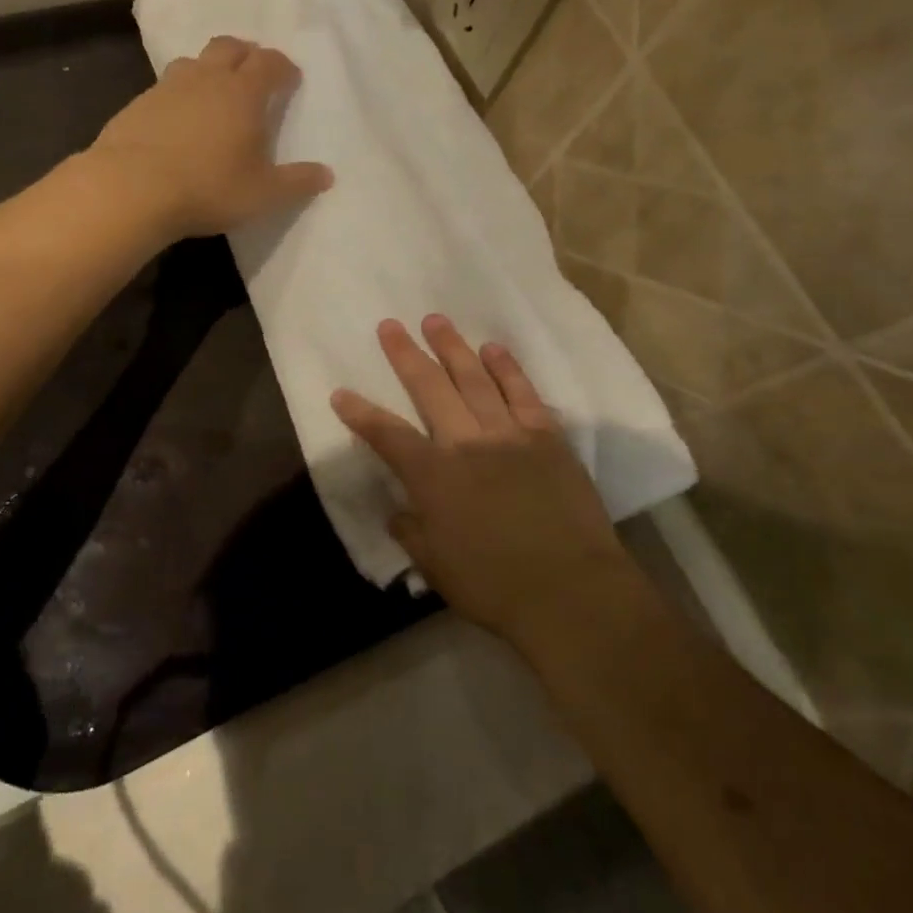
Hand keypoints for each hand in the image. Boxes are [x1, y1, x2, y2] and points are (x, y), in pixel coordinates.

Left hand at [89, 36, 333, 239]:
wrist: (132, 189)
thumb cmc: (209, 187)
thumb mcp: (263, 194)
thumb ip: (297, 182)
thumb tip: (327, 175)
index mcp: (243, 93)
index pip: (269, 63)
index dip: (283, 67)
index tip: (290, 79)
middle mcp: (206, 78)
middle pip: (230, 47)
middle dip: (246, 54)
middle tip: (254, 72)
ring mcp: (167, 87)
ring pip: (193, 62)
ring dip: (209, 69)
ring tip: (215, 91)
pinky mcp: (137, 104)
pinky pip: (165, 87)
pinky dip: (179, 93)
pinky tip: (177, 118)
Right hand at [332, 316, 634, 642]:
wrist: (571, 591)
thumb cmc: (494, 586)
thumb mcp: (436, 566)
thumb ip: (411, 532)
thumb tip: (399, 511)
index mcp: (433, 476)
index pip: (387, 435)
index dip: (360, 414)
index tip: (341, 393)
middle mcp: (466, 443)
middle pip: (429, 388)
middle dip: (405, 355)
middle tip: (390, 326)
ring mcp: (509, 435)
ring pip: (474, 379)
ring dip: (453, 348)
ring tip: (436, 321)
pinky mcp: (547, 437)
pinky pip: (523, 393)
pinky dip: (507, 368)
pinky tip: (493, 348)